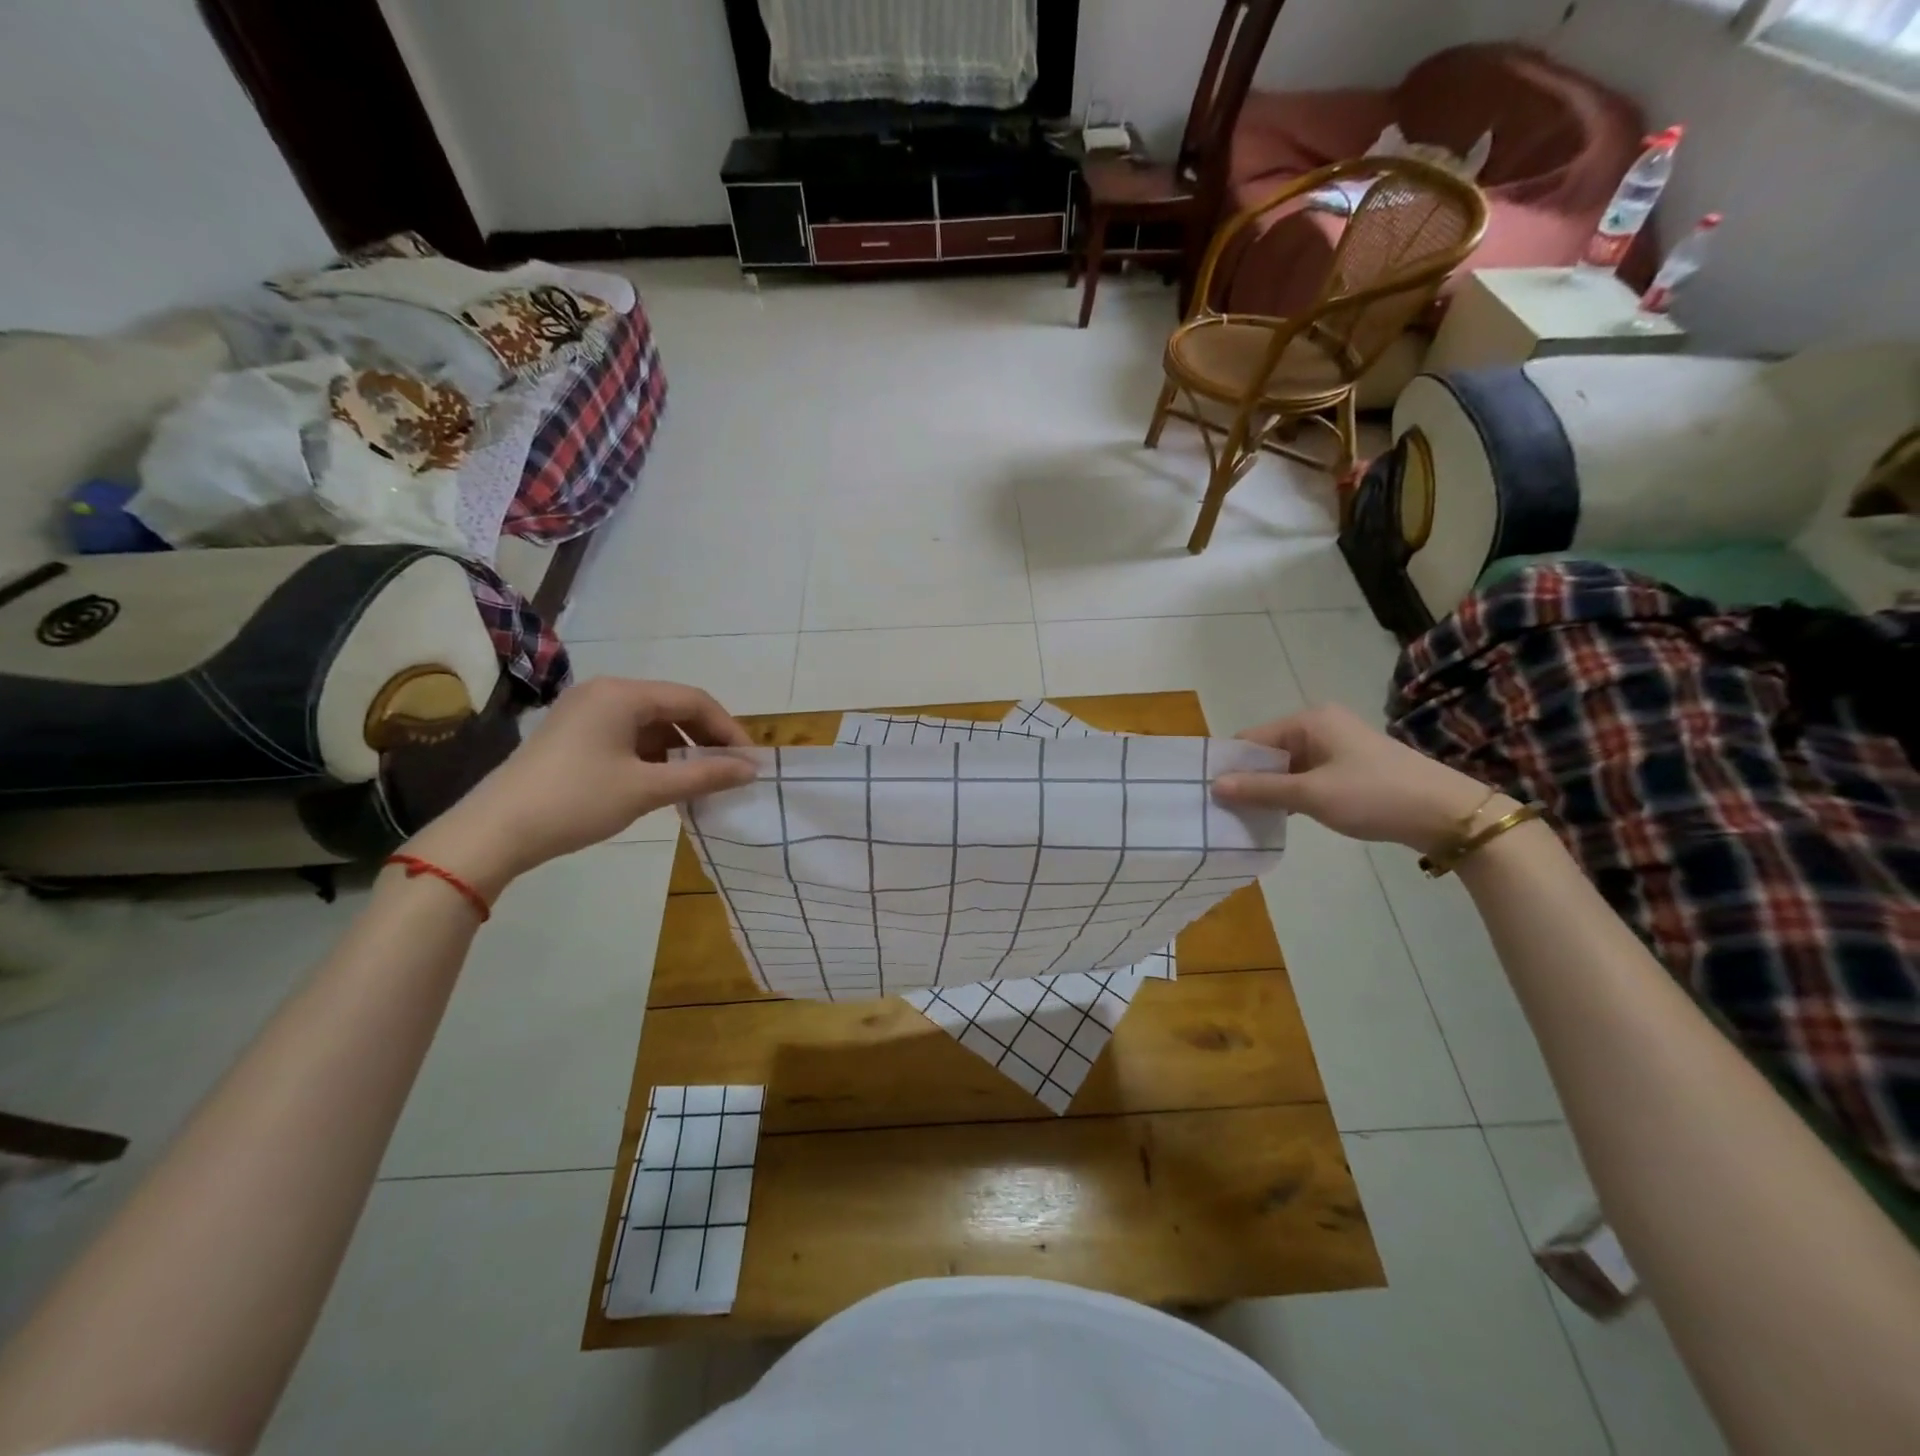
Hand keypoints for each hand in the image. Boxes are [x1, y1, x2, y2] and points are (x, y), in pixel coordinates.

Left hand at [406, 677, 756, 897]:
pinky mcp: (575, 735)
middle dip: (706, 738)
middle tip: (731, 772)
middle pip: (673, 707)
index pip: (694, 700)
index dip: (728, 730)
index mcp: (623, 694)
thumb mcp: (647, 789)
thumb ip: (704, 774)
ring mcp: (586, 712)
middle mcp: (605, 692)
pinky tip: (666, 782)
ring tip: (703, 781)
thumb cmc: (576, 801)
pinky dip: (655, 756)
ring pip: (652, 723)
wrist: (494, 833)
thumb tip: (751, 770)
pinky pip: (629, 736)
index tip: (750, 763)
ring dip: (682, 748)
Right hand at [1211, 703, 1497, 854]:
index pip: (1251, 739)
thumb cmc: (1374, 795)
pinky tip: (1282, 816)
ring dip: (1270, 790)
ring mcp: (1336, 746)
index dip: (1230, 765)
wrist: (1447, 814)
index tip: (1210, 795)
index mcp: (1309, 721)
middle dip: (1248, 779)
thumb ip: (1261, 789)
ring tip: (1248, 818)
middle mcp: (1320, 725)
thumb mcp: (1312, 795)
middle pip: (1267, 751)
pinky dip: (1291, 794)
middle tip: (1226, 811)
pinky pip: (1305, 775)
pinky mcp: (1349, 766)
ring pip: (1286, 766)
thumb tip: (1214, 785)